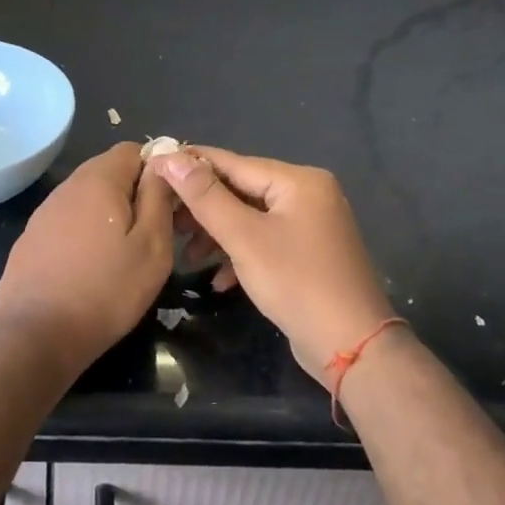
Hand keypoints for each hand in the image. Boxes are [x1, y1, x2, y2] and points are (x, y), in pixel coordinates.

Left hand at [0, 143, 176, 371]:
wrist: (36, 336)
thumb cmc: (106, 291)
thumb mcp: (152, 246)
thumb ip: (158, 197)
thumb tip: (162, 162)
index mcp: (98, 179)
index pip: (133, 149)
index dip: (157, 171)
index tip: (170, 205)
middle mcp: (67, 186)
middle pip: (109, 172)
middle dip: (134, 194)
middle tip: (153, 234)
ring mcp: (44, 212)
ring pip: (88, 198)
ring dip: (109, 215)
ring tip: (123, 255)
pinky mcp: (31, 238)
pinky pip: (68, 222)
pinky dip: (85, 234)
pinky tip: (90, 268)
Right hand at [150, 147, 395, 387]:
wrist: (352, 348)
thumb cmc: (296, 283)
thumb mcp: (244, 238)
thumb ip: (206, 196)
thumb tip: (171, 156)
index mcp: (298, 181)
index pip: (233, 163)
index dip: (190, 166)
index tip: (152, 168)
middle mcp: (308, 195)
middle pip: (241, 190)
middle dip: (203, 208)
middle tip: (167, 222)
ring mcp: (311, 225)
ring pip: (251, 218)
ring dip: (218, 235)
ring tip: (188, 256)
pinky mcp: (308, 254)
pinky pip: (266, 242)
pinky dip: (241, 255)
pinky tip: (219, 281)